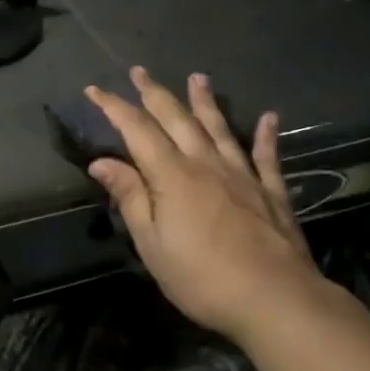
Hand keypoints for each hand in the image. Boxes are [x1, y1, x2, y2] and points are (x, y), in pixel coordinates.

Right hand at [86, 67, 327, 348]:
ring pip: (218, 128)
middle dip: (154, 93)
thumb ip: (130, 197)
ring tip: (197, 77)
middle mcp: (206, 164)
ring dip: (205, 102)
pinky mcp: (271, 192)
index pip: (136, 130)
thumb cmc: (201, 277)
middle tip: (139, 71)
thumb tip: (102, 162)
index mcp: (171, 176)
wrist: (275, 299)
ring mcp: (242, 175)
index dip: (114, 107)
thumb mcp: (151, 243)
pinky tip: (268, 117)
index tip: (95, 88)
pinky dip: (265, 135)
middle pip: (176, 119)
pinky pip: (266, 156)